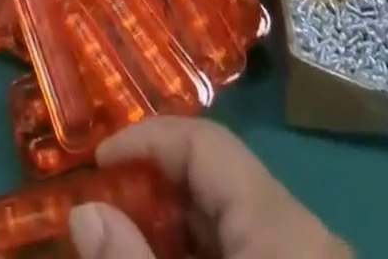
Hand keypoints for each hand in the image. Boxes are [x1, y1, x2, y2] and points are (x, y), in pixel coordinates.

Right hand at [69, 118, 350, 258]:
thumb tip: (84, 213)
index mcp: (281, 225)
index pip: (205, 143)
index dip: (148, 140)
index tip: (96, 164)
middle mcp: (303, 235)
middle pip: (218, 180)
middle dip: (155, 189)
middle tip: (102, 212)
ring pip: (230, 223)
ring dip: (175, 229)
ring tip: (126, 245)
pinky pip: (249, 255)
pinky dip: (204, 258)